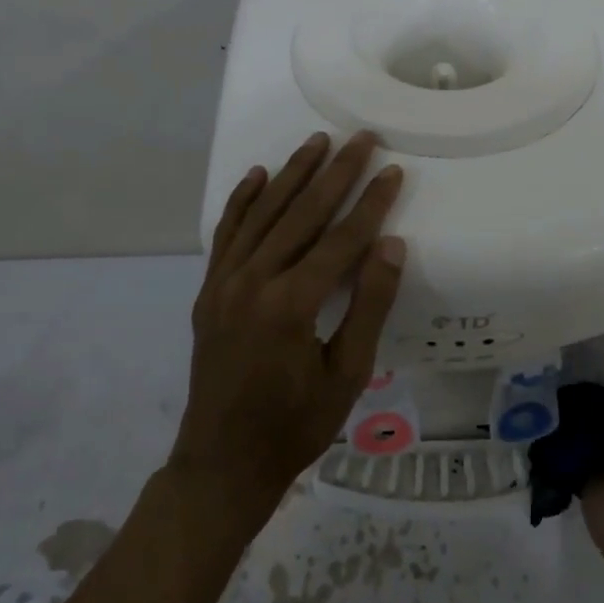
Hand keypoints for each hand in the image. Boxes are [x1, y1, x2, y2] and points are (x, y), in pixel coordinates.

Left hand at [173, 131, 406, 521]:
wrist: (222, 464)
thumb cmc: (295, 426)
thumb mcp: (347, 375)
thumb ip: (368, 306)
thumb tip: (390, 245)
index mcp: (291, 305)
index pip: (341, 239)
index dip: (371, 203)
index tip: (393, 170)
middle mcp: (253, 282)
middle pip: (302, 214)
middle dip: (336, 173)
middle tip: (362, 139)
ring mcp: (225, 283)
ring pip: (263, 214)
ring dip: (293, 174)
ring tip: (318, 142)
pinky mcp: (209, 291)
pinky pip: (226, 234)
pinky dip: (242, 201)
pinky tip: (258, 175)